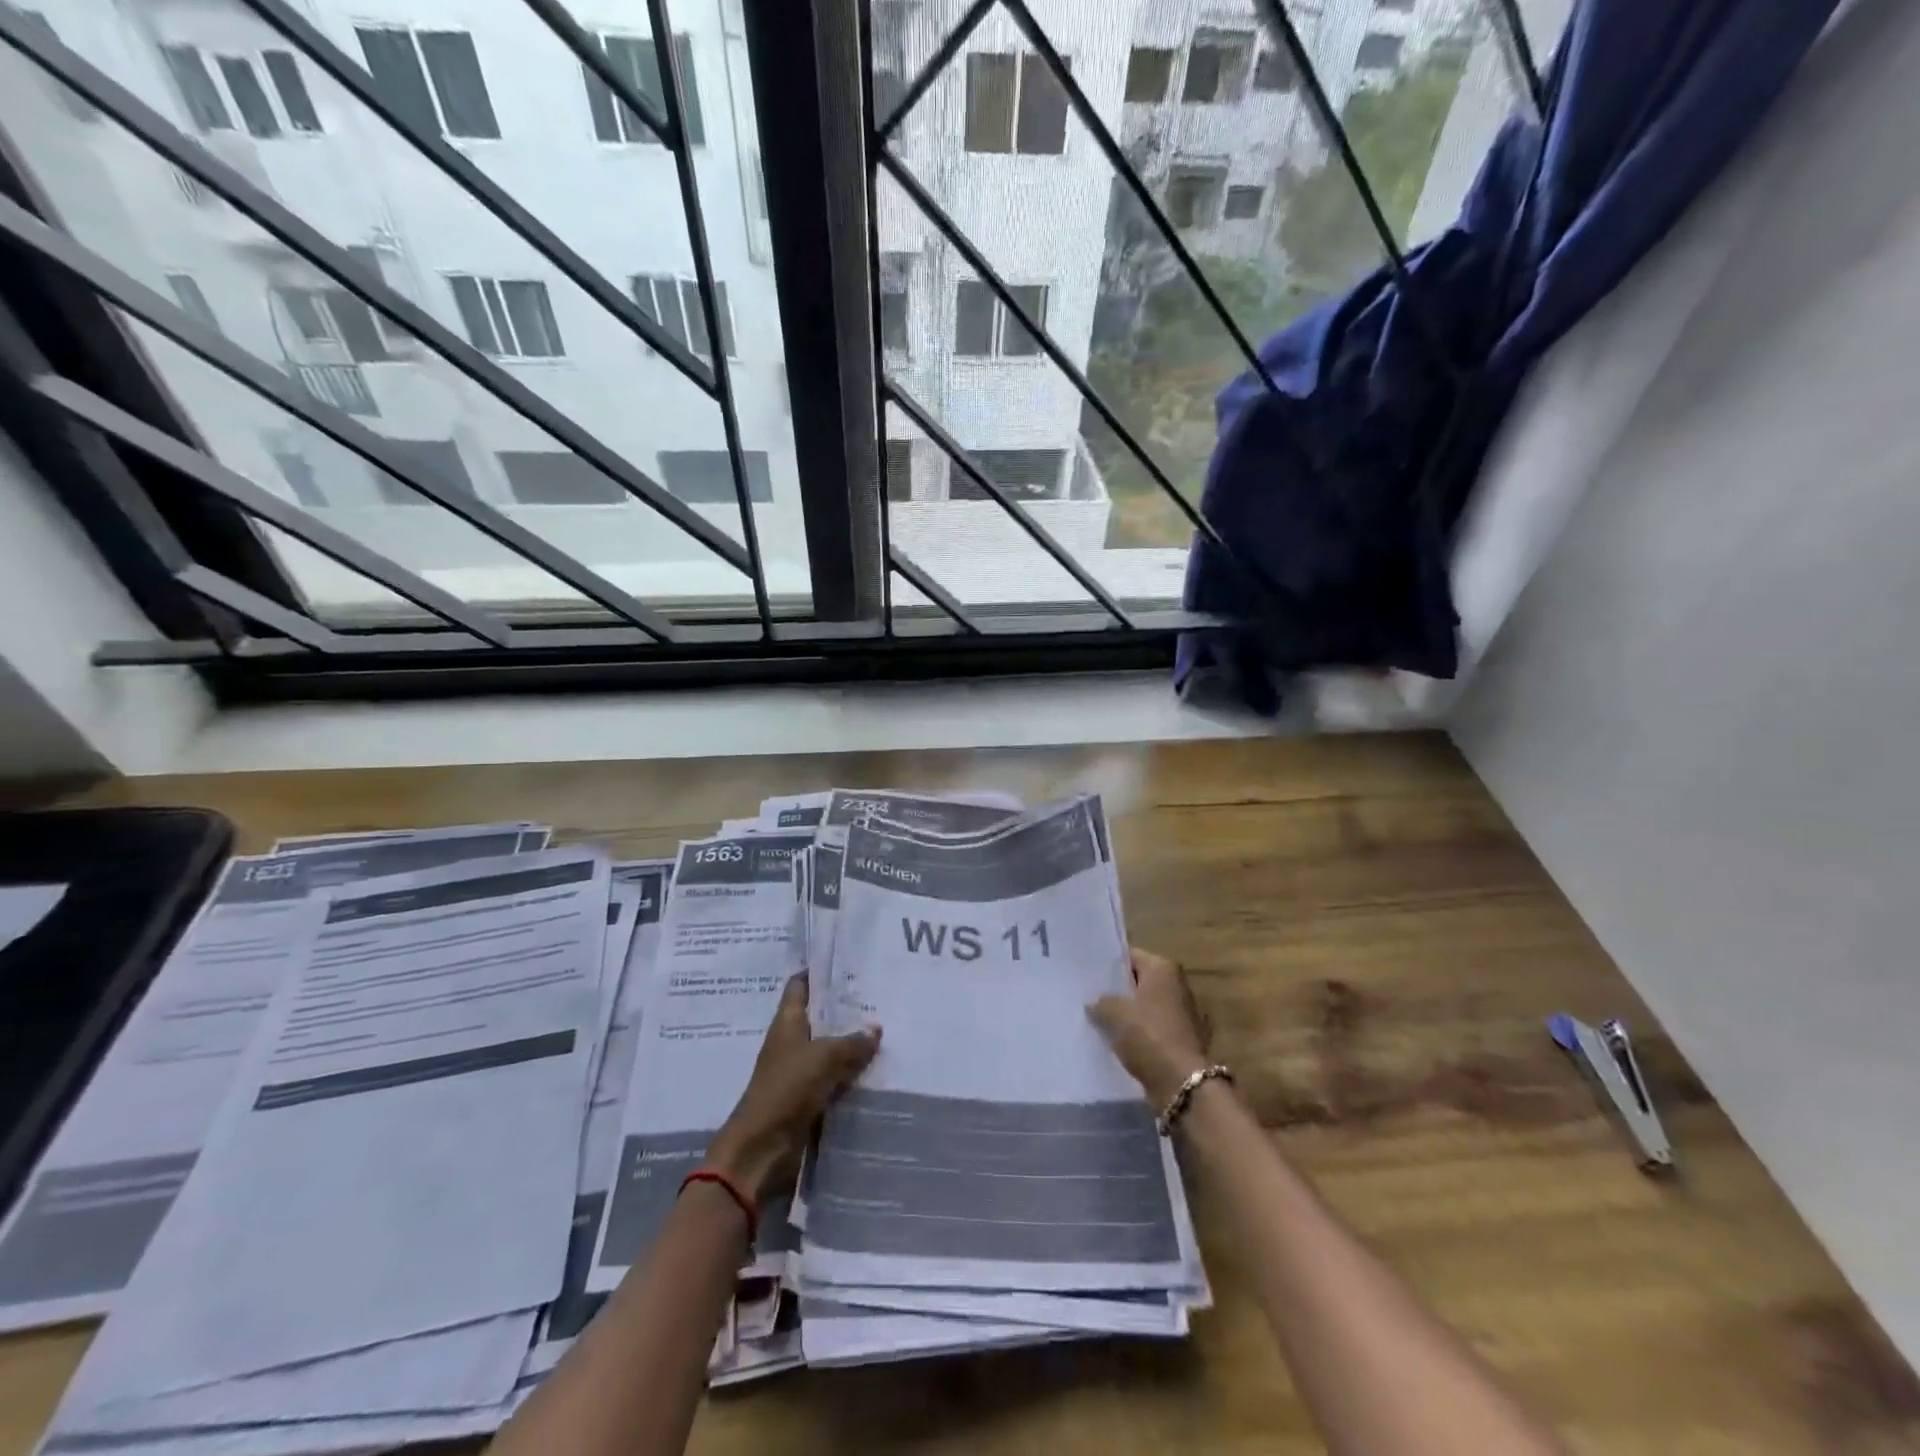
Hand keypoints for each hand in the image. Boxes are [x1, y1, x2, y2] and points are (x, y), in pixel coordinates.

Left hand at [705, 974, 880, 1201]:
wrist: (761, 1151)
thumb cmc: (786, 1090)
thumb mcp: (823, 1057)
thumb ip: (852, 1041)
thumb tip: (876, 1028)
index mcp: (786, 1022)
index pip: (800, 985)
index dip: (819, 971)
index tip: (847, 960)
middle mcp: (792, 1042)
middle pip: (820, 1017)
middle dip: (846, 1007)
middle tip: (881, 993)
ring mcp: (800, 1071)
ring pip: (831, 1048)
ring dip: (853, 1042)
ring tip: (888, 1026)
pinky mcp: (810, 1098)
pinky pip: (835, 1078)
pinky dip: (853, 1073)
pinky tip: (880, 1067)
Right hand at [1087, 947, 1211, 1109]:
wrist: (1183, 1084)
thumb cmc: (1149, 1037)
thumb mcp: (1115, 1014)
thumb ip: (1101, 1002)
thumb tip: (1094, 1001)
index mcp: (1164, 969)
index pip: (1130, 956)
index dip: (1109, 966)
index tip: (1088, 976)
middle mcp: (1178, 986)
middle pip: (1140, 982)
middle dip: (1118, 991)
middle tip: (1090, 998)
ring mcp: (1184, 1014)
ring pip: (1146, 1008)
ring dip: (1129, 1016)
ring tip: (1099, 1022)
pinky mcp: (1184, 1040)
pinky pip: (1155, 1030)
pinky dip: (1141, 1035)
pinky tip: (1120, 1044)